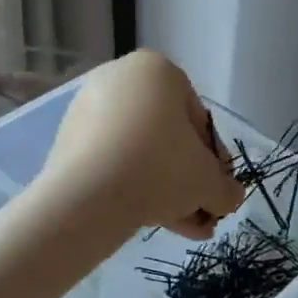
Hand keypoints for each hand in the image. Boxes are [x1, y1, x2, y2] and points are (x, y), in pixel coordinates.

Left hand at [46, 51, 245, 238]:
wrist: (87, 195)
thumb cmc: (159, 169)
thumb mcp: (208, 182)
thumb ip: (226, 188)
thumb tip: (230, 196)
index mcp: (156, 69)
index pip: (199, 120)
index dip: (214, 160)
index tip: (217, 189)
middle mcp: (119, 78)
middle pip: (167, 137)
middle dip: (187, 179)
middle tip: (202, 212)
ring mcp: (88, 107)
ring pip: (139, 152)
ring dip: (164, 190)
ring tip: (183, 228)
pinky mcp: (67, 138)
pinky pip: (111, 161)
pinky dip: (132, 186)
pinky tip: (152, 220)